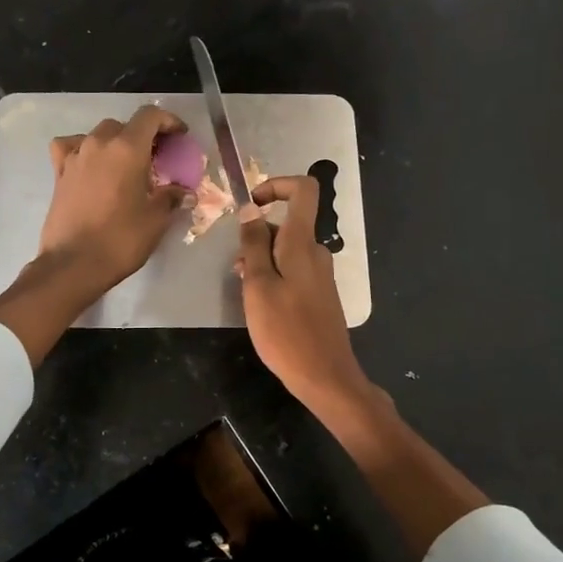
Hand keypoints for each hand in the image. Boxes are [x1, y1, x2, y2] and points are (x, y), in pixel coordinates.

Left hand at [38, 105, 189, 297]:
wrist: (73, 264)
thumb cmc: (120, 239)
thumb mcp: (156, 220)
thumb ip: (171, 198)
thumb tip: (184, 192)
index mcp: (127, 148)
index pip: (149, 117)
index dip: (168, 121)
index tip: (179, 136)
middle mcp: (99, 144)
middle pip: (124, 125)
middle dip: (142, 135)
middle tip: (156, 157)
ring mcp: (75, 157)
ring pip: (98, 135)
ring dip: (115, 143)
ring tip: (126, 164)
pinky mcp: (59, 173)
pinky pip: (70, 148)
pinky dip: (83, 150)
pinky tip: (89, 165)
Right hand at [236, 175, 373, 415]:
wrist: (325, 375)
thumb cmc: (286, 331)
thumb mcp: (258, 285)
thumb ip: (254, 244)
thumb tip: (250, 209)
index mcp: (302, 243)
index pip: (303, 190)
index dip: (276, 185)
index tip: (251, 205)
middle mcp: (316, 252)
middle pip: (287, 223)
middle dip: (257, 236)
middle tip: (237, 269)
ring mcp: (320, 273)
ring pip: (286, 250)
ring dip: (262, 260)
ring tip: (245, 290)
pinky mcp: (319, 294)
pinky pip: (293, 270)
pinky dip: (273, 276)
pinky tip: (261, 304)